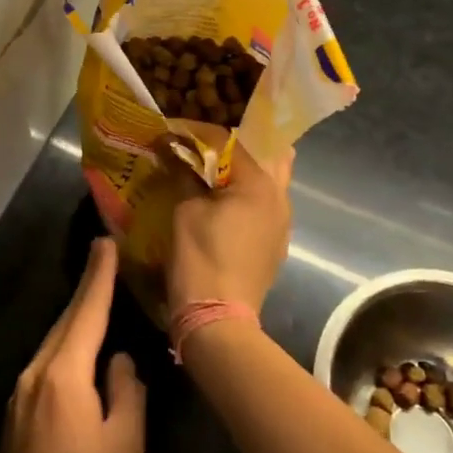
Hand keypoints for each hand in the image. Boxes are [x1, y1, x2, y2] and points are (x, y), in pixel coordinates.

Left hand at [0, 239, 144, 452]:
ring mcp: (21, 391)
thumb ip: (126, 389)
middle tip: (104, 256)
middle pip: (67, 321)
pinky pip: (47, 362)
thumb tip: (117, 361)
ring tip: (98, 295)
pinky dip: (67, 345)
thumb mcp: (125, 442)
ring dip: (76, 317)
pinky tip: (80, 346)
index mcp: (64, 375)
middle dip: (87, 288)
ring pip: (55, 341)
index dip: (98, 277)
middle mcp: (36, 372)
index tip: (105, 243)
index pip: (86, 312)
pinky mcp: (17, 410)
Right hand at [165, 136, 293, 316]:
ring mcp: (282, 223)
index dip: (196, 133)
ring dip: (243, 172)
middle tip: (204, 147)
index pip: (228, 140)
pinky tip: (222, 203)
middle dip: (234, 146)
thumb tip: (174, 151)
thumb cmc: (200, 257)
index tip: (171, 132)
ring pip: (268, 182)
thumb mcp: (185, 209)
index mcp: (260, 183)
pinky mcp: (275, 244)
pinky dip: (245, 196)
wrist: (217, 319)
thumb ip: (185, 174)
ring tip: (212, 171)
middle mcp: (280, 197)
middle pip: (265, 155)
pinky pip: (264, 206)